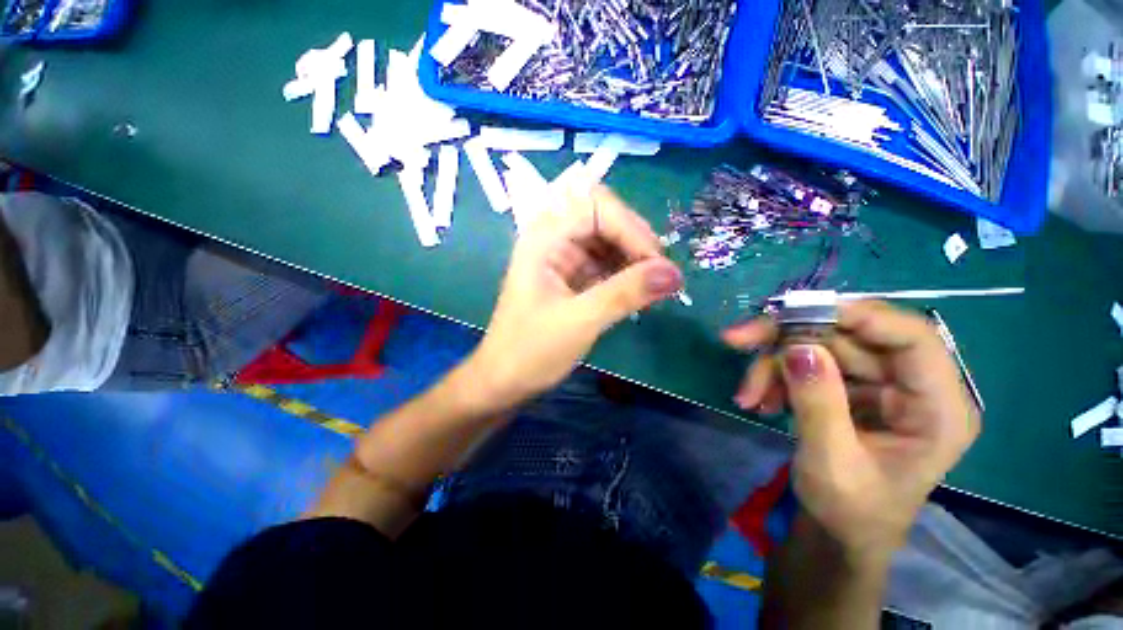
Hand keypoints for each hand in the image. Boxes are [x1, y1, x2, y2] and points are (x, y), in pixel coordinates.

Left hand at [465, 185, 682, 411]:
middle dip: (635, 239)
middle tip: (659, 273)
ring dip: (633, 258)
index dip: (630, 228)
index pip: (595, 206)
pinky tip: (638, 293)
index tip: (656, 264)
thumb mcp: (579, 321)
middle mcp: (553, 239)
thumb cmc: (530, 351)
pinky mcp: (572, 277)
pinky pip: (605, 263)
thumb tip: (674, 273)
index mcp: (543, 238)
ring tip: (653, 286)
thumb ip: (625, 293)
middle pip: (604, 216)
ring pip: (608, 240)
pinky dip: (625, 274)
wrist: (505, 381)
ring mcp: (562, 258)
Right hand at [723, 301, 979, 556]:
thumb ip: (819, 405)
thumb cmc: (849, 513)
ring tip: (746, 394)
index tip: (793, 311)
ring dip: (773, 364)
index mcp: (938, 409)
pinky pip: (807, 363)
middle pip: (849, 336)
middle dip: (787, 339)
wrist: (838, 534)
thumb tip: (797, 348)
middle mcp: (912, 386)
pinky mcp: (850, 388)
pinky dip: (776, 375)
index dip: (855, 314)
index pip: (910, 337)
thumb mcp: (831, 465)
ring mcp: (879, 385)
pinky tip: (758, 399)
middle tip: (735, 339)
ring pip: (819, 347)